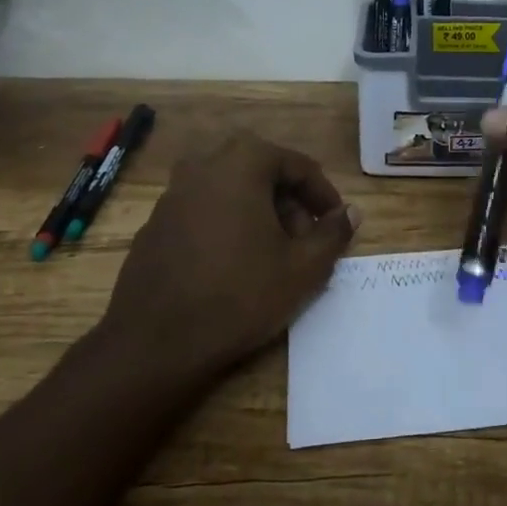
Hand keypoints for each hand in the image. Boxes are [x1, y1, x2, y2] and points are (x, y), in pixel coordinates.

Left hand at [99, 130, 360, 377]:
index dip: (323, 195)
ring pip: (230, 189)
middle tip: (306, 238)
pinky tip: (234, 264)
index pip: (297, 165)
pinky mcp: (155, 223)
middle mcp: (204, 165)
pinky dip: (227, 223)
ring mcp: (173, 193)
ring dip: (258, 211)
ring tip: (274, 253)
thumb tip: (351, 213)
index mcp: (242, 163)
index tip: (336, 224)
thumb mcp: (302, 268)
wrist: (155, 342)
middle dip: (290, 201)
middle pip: (261, 171)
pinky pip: (204, 209)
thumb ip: (333, 233)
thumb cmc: (239, 295)